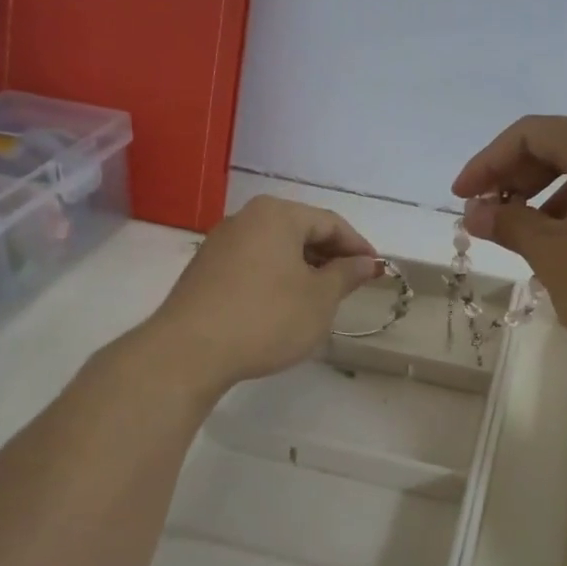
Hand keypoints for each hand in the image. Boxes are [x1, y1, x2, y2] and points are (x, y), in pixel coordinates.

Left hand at [147, 195, 381, 394]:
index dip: (357, 246)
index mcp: (278, 214)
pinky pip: (253, 263)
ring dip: (303, 268)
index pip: (330, 222)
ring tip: (321, 297)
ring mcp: (221, 242)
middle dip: (330, 256)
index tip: (376, 270)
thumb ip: (346, 275)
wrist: (190, 350)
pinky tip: (284, 304)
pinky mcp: (205, 269)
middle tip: (351, 284)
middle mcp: (246, 218)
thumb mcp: (320, 299)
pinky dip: (277, 277)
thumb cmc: (267, 318)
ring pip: (275, 248)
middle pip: (300, 230)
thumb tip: (365, 262)